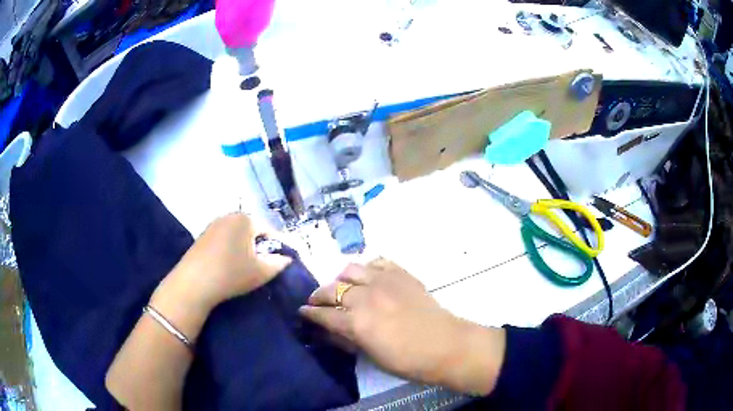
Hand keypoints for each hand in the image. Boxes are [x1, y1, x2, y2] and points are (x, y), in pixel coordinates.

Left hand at [153, 213, 291, 313]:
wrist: (194, 283)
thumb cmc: (232, 274)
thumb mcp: (262, 272)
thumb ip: (279, 263)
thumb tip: (286, 258)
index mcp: (246, 219)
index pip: (269, 231)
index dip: (277, 248)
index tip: (278, 264)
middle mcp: (229, 216)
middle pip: (252, 231)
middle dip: (259, 247)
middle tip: (260, 267)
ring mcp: (213, 224)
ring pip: (237, 236)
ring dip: (243, 249)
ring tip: (243, 268)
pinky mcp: (202, 235)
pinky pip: (223, 240)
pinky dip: (229, 250)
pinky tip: (227, 266)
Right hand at [299, 259, 505, 395]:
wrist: (445, 345)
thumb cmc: (407, 360)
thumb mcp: (370, 355)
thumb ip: (346, 339)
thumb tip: (328, 329)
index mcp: (355, 322)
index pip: (322, 313)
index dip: (309, 313)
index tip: (303, 311)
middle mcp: (365, 296)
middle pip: (331, 288)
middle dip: (319, 295)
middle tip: (317, 301)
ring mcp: (384, 281)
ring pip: (351, 270)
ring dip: (341, 279)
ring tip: (342, 287)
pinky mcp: (401, 274)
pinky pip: (377, 262)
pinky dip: (367, 268)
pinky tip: (368, 277)